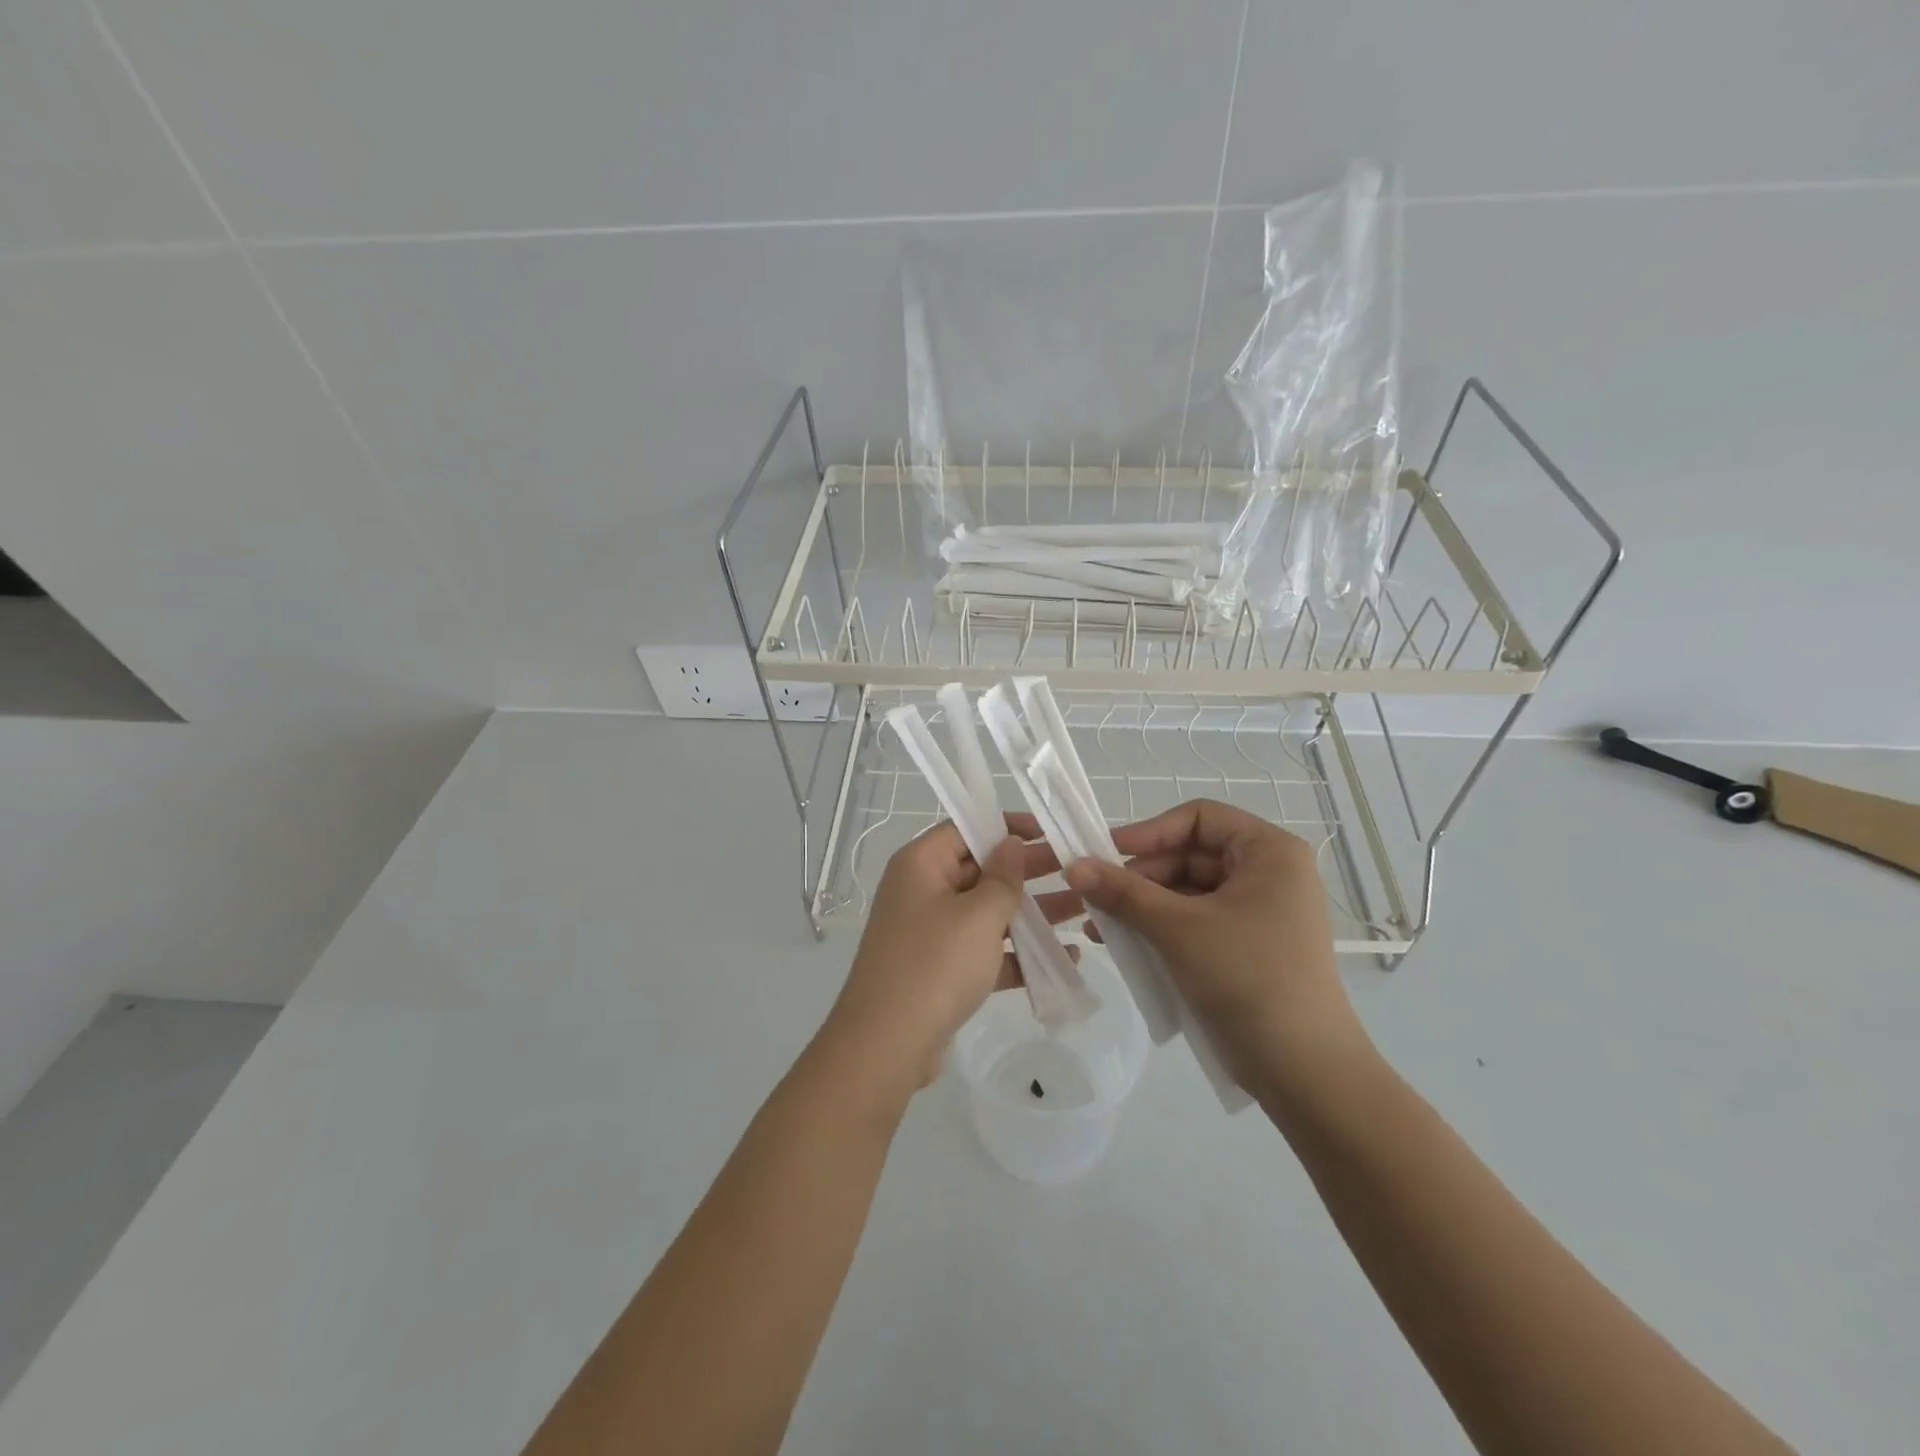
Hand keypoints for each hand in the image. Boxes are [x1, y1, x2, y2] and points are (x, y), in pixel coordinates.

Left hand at [825, 815, 1067, 1093]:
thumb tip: (1010, 843)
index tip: (1048, 832)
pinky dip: (1017, 954)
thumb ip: (1003, 877)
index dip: (1006, 827)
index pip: (966, 829)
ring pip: (986, 912)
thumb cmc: (934, 965)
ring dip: (1030, 913)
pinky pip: (984, 951)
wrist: (887, 1046)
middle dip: (1027, 872)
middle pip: (980, 870)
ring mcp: (930, 933)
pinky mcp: (940, 970)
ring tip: (1080, 910)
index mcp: (921, 865)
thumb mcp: (978, 914)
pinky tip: (1064, 960)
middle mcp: (921, 891)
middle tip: (1075, 870)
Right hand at [1063, 799, 1368, 1098]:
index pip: (1200, 818)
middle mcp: (1270, 873)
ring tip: (1102, 924)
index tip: (1106, 852)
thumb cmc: (1246, 979)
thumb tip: (1072, 865)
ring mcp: (1261, 911)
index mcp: (1269, 852)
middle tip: (1097, 895)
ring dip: (1145, 904)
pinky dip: (1163, 927)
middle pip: (1192, 854)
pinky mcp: (1249, 945)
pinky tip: (1125, 944)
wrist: (1304, 1071)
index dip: (1150, 831)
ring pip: (1190, 890)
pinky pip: (1197, 920)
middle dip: (1142, 875)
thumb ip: (1123, 892)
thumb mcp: (1177, 929)